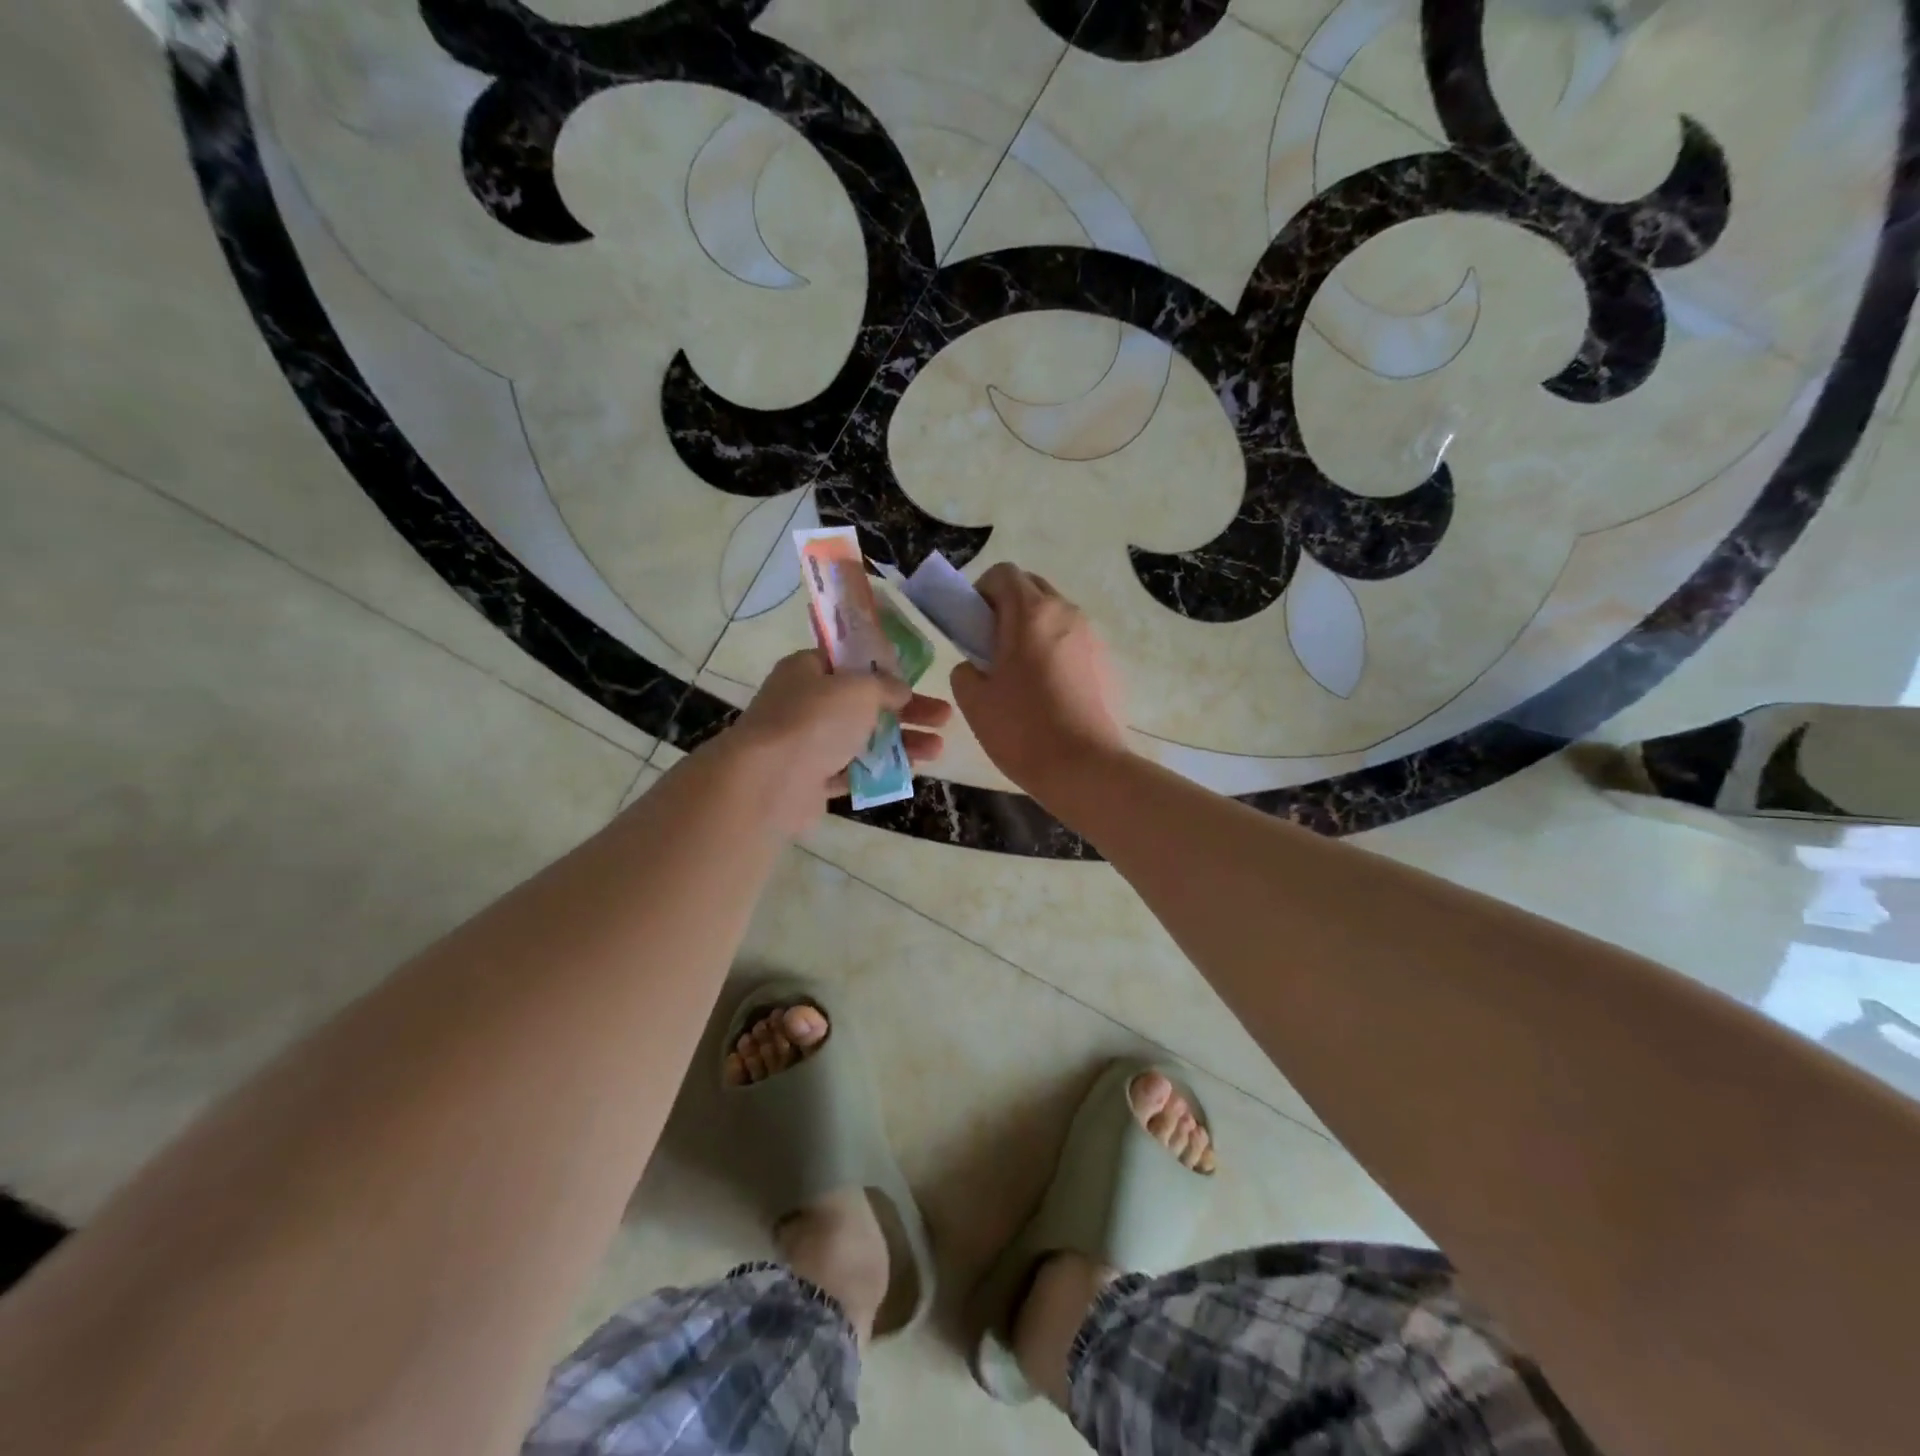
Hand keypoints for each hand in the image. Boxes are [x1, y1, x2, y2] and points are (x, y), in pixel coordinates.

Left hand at [724, 649, 951, 831]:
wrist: (769, 782)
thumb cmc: (814, 720)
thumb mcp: (858, 688)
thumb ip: (885, 686)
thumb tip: (900, 690)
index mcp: (807, 670)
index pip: (849, 662)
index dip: (884, 669)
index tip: (914, 679)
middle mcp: (804, 704)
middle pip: (864, 703)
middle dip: (907, 710)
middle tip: (944, 717)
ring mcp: (807, 744)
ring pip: (862, 739)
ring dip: (901, 742)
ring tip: (938, 750)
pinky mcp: (811, 781)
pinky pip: (852, 771)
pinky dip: (880, 770)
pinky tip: (910, 771)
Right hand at [950, 563, 1125, 795]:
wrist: (1086, 769)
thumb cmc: (1023, 730)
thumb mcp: (974, 701)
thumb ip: (965, 671)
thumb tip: (976, 666)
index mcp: (1031, 613)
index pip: (1004, 574)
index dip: (981, 592)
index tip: (972, 625)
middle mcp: (1067, 613)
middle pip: (1033, 589)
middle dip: (1008, 607)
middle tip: (991, 647)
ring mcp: (1093, 638)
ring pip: (1056, 616)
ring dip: (1033, 630)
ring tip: (1020, 674)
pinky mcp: (1108, 663)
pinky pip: (1074, 642)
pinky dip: (1056, 652)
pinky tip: (1049, 693)